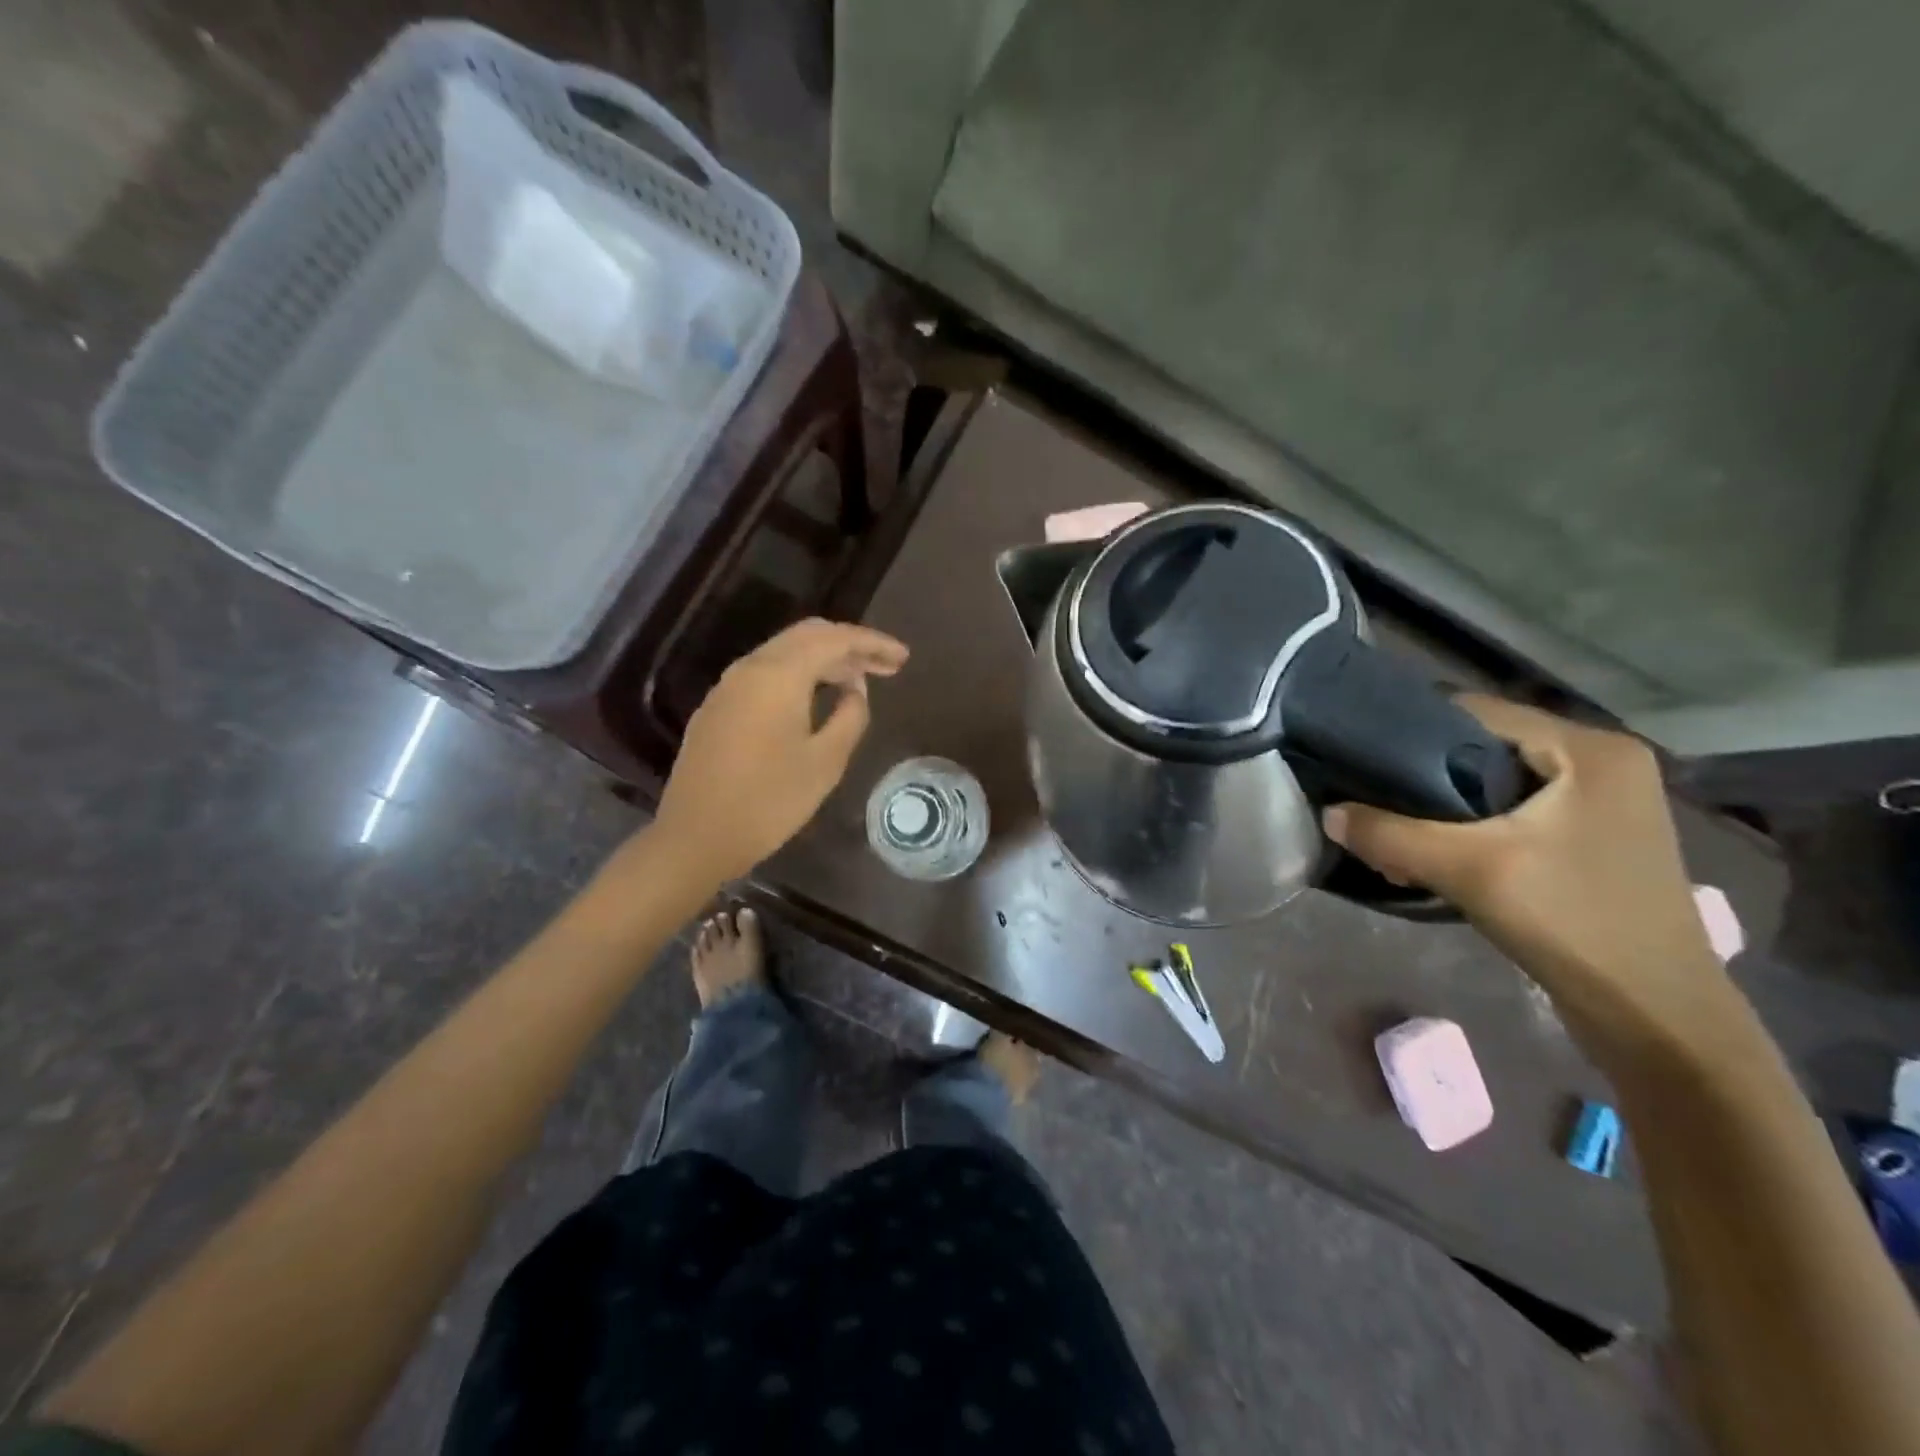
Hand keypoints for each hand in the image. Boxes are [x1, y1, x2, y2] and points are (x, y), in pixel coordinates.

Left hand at [654, 618, 908, 880]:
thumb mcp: (825, 762)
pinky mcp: (718, 708)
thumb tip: (854, 690)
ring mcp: (728, 687)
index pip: (835, 639)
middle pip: (807, 636)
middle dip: (849, 646)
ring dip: (824, 660)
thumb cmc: (769, 802)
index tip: (903, 657)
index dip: (873, 643)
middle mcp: (750, 668)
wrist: (696, 837)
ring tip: (857, 682)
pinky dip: (798, 675)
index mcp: (779, 675)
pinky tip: (815, 698)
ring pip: (784, 653)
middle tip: (884, 666)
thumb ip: (850, 716)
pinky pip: (766, 674)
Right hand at [1323, 697, 1731, 1050]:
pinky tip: (1436, 856)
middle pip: (1485, 746)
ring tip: (1397, 835)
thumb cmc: (1573, 923)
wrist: (1658, 1017)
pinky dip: (1472, 827)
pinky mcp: (1595, 838)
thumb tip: (1328, 814)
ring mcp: (1604, 803)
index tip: (1362, 758)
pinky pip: (1516, 813)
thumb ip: (1391, 835)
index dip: (1412, 729)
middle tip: (1374, 804)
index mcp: (1590, 750)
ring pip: (1497, 783)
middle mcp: (1603, 762)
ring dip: (1443, 807)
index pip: (1477, 711)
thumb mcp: (1469, 871)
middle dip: (1424, 776)